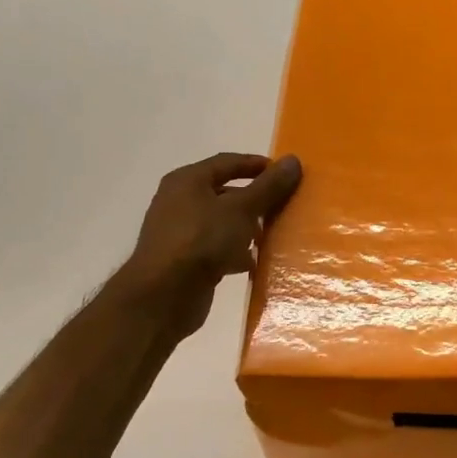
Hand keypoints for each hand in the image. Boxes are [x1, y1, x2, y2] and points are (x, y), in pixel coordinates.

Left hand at [116, 152, 301, 337]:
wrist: (163, 297)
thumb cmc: (201, 241)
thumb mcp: (241, 209)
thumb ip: (268, 186)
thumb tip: (293, 160)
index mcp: (188, 181)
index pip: (227, 162)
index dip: (257, 165)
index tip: (285, 173)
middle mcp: (179, 202)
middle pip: (225, 193)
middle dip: (255, 200)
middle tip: (283, 206)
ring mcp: (180, 233)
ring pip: (222, 222)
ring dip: (247, 228)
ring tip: (272, 236)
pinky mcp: (184, 261)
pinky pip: (216, 248)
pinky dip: (235, 252)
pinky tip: (253, 263)